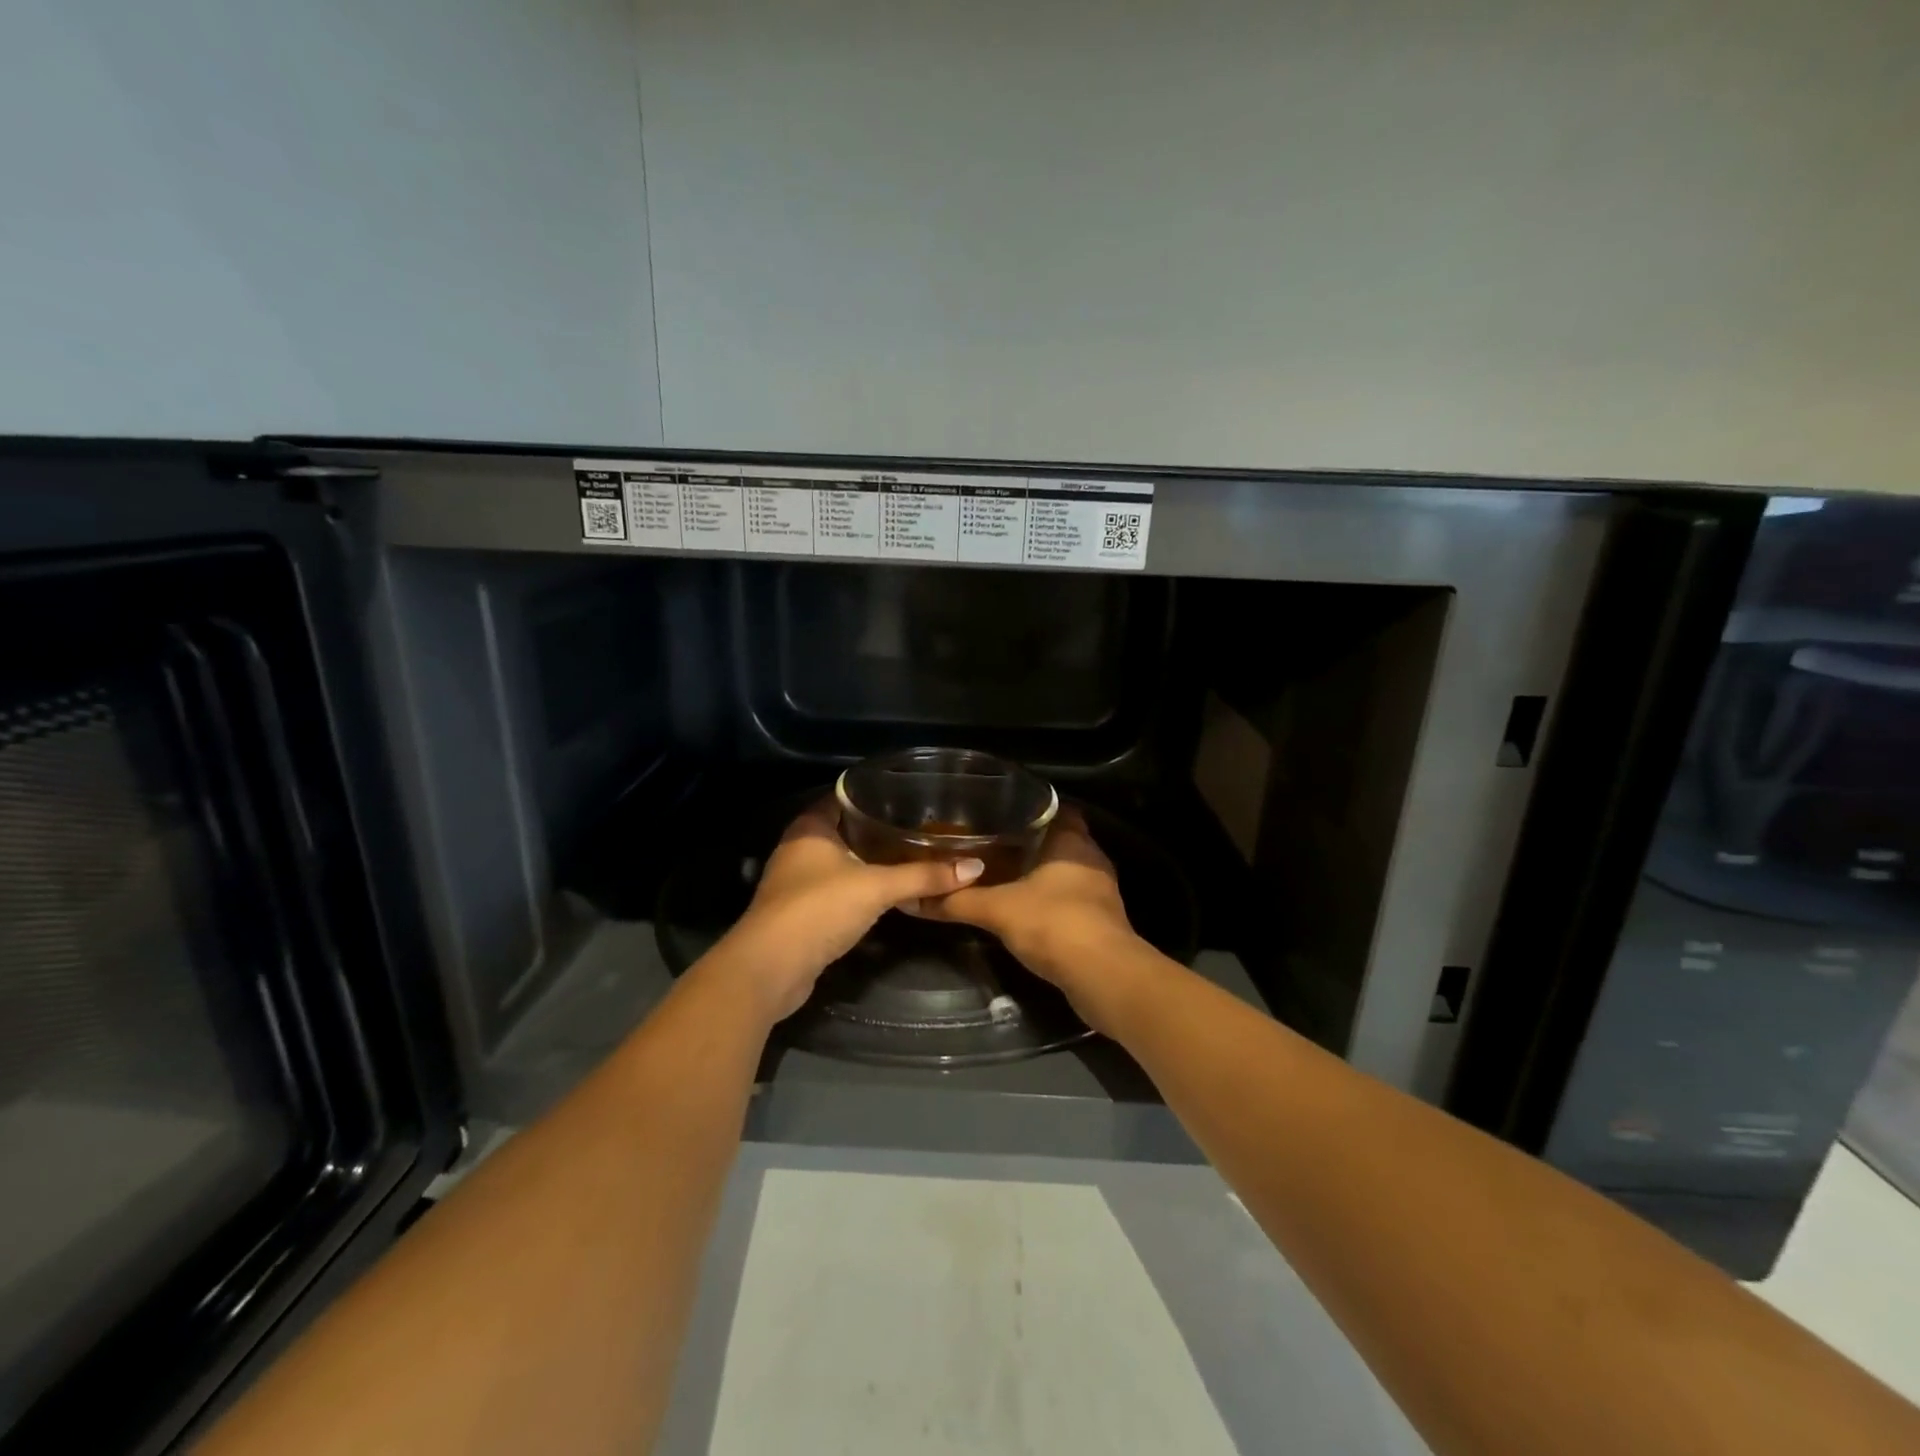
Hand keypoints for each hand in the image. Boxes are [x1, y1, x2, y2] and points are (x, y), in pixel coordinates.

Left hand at [712, 800, 984, 1022]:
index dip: (873, 793)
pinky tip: (885, 891)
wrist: (771, 969)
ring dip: (868, 861)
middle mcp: (798, 848)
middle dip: (876, 829)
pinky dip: (858, 888)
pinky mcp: (800, 912)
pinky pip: (836, 889)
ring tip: (910, 854)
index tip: (909, 795)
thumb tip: (975, 867)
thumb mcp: (876, 888)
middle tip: (918, 826)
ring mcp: (796, 881)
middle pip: (843, 829)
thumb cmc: (819, 909)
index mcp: (810, 827)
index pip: (844, 796)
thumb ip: (923, 876)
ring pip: (839, 861)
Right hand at [914, 808, 1141, 1011]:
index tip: (1001, 813)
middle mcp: (1092, 859)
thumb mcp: (997, 909)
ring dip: (1041, 874)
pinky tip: (1025, 910)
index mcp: (1073, 841)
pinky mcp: (1103, 921)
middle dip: (1031, 843)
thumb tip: (913, 898)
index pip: (1056, 809)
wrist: (1102, 976)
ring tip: (1004, 875)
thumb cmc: (1053, 923)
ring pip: (1066, 872)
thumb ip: (958, 901)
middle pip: (1060, 841)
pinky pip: (1072, 899)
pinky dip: (1051, 901)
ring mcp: (1101, 891)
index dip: (1031, 809)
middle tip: (994, 844)